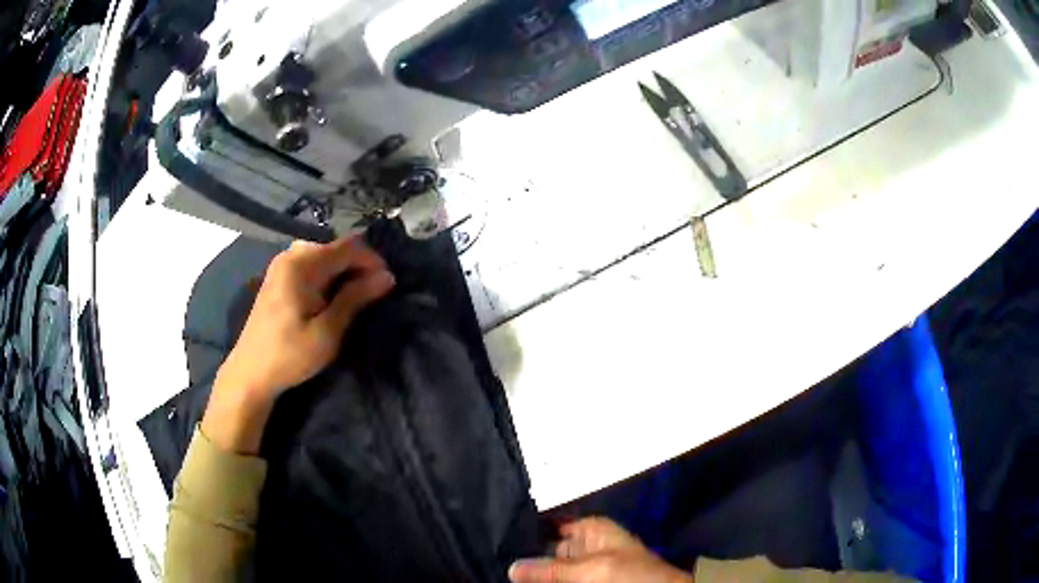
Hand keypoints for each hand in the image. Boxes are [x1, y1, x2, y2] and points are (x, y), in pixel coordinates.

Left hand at [202, 237, 394, 453]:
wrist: (250, 373)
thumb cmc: (289, 356)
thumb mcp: (327, 332)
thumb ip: (355, 299)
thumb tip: (386, 277)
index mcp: (301, 265)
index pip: (348, 247)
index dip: (372, 261)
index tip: (387, 285)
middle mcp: (290, 256)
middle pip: (335, 247)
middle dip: (358, 266)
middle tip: (372, 294)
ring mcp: (281, 265)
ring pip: (323, 255)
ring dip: (343, 271)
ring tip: (354, 296)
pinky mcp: (278, 277)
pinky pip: (310, 264)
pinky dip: (327, 275)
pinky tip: (330, 297)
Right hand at [510, 518, 692, 582]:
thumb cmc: (630, 575)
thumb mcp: (590, 570)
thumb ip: (550, 570)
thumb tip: (510, 568)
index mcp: (589, 530)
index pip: (548, 526)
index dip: (523, 532)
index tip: (495, 538)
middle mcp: (584, 545)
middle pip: (545, 550)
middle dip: (523, 557)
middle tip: (491, 558)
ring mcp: (585, 566)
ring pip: (550, 568)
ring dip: (531, 573)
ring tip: (498, 570)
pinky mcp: (586, 579)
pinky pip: (560, 579)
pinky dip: (545, 580)